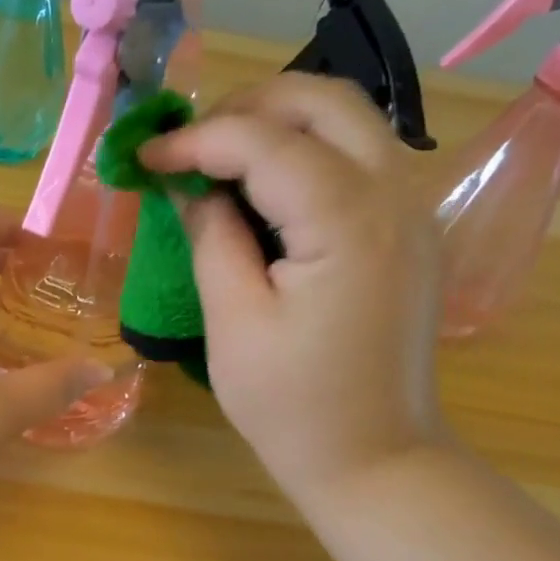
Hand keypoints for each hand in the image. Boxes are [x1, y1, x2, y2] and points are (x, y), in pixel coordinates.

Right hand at [140, 74, 447, 517]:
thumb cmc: (293, 406)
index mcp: (348, 222)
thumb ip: (212, 239)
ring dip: (280, 122)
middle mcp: (396, 195)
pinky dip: (308, 151)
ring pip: (350, 121)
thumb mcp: (235, 323)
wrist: (374, 459)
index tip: (145, 158)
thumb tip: (190, 187)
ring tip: (217, 156)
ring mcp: (414, 210)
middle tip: (187, 144)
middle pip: (325, 101)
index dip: (197, 140)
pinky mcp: (411, 231)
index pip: (266, 142)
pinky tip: (265, 187)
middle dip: (246, 107)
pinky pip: (361, 158)